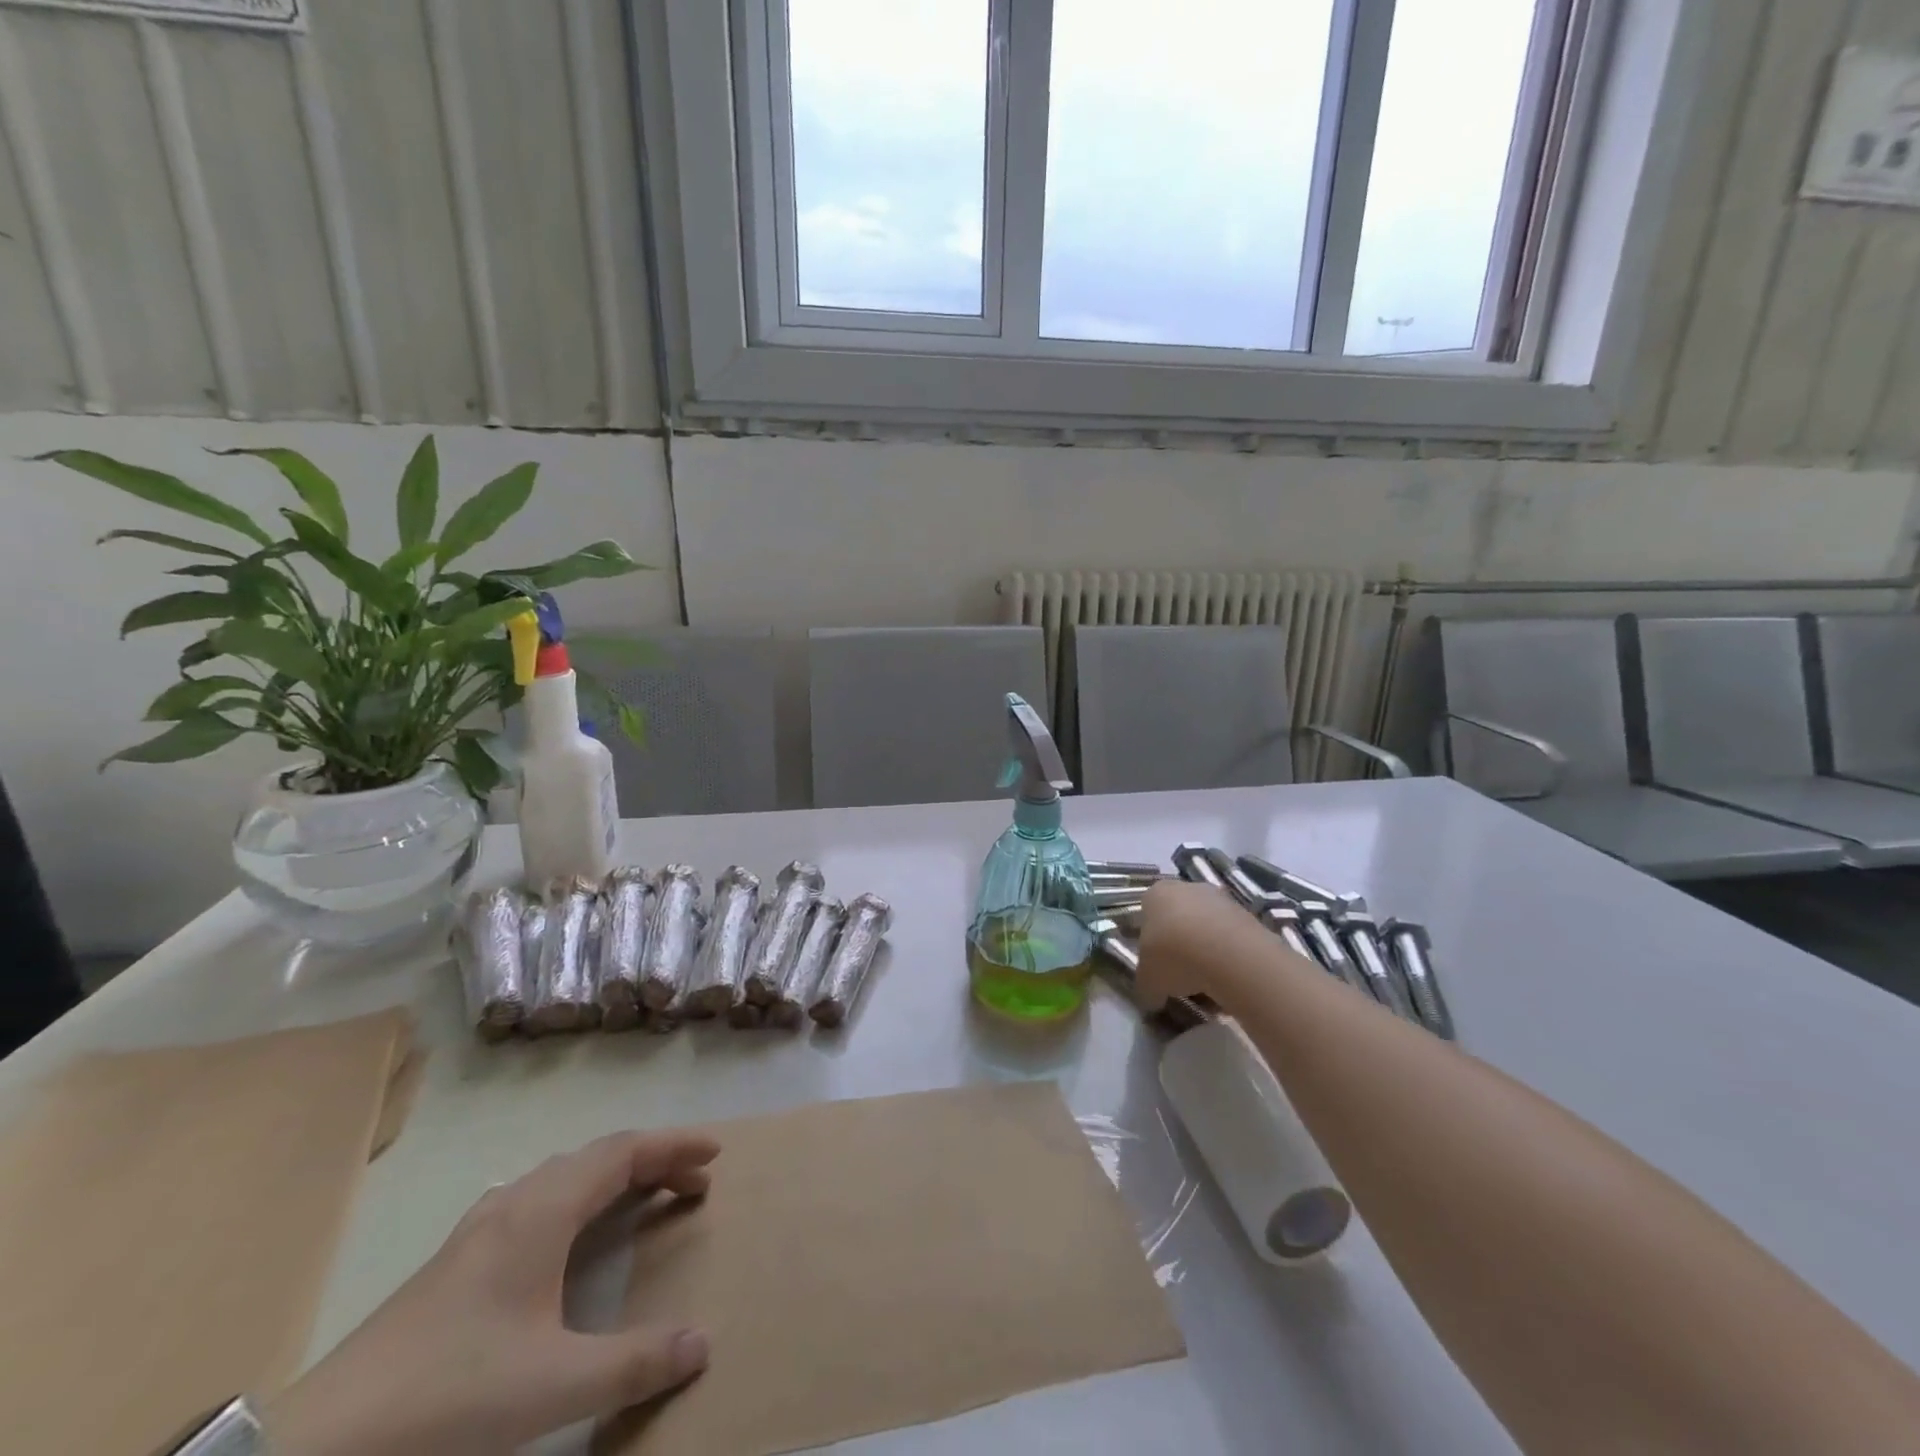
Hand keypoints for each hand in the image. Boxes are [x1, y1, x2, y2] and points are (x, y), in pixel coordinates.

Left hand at [264, 1130, 719, 1455]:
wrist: (318, 1444)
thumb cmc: (450, 1395)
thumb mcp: (553, 1385)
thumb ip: (634, 1362)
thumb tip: (704, 1342)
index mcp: (544, 1211)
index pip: (624, 1151)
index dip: (674, 1146)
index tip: (714, 1155)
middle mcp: (515, 1202)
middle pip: (597, 1156)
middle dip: (652, 1161)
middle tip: (691, 1185)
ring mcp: (479, 1228)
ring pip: (563, 1175)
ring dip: (612, 1176)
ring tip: (641, 1199)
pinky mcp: (456, 1258)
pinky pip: (537, 1198)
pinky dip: (576, 1197)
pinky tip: (566, 1233)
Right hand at [1136, 877, 1261, 1010]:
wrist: (1228, 954)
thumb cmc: (1174, 957)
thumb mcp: (1147, 981)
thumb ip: (1146, 987)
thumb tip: (1152, 998)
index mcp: (1156, 894)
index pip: (1148, 914)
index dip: (1151, 943)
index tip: (1157, 966)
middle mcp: (1188, 888)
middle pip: (1180, 919)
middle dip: (1180, 946)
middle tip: (1181, 977)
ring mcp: (1221, 899)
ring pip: (1208, 930)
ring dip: (1206, 954)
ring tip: (1208, 986)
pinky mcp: (1249, 916)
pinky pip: (1232, 940)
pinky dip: (1229, 959)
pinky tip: (1229, 982)